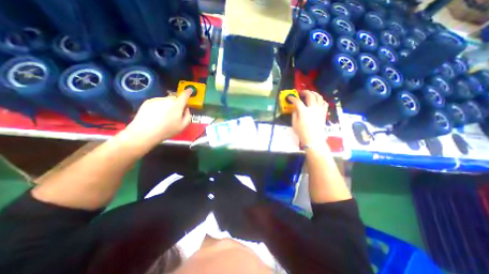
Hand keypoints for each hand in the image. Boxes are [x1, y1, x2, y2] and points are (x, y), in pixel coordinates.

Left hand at [124, 89, 191, 146]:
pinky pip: (158, 102)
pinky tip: (156, 115)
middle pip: (175, 98)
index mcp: (177, 105)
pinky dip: (160, 106)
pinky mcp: (148, 102)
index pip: (184, 95)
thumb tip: (186, 109)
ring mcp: (156, 100)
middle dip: (177, 103)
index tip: (190, 90)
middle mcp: (167, 99)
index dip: (188, 92)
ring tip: (164, 116)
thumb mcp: (183, 126)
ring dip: (168, 105)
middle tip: (175, 112)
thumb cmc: (167, 130)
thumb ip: (188, 116)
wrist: (144, 132)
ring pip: (166, 100)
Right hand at [288, 90, 327, 145]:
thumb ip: (294, 114)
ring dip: (314, 93)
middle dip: (305, 92)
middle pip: (310, 95)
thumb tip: (295, 108)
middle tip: (301, 92)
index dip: (293, 98)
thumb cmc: (302, 132)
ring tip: (310, 94)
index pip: (297, 101)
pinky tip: (318, 100)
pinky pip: (324, 103)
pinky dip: (321, 99)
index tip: (290, 98)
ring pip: (319, 97)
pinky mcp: (323, 112)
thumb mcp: (294, 123)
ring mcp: (319, 110)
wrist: (314, 138)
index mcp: (304, 111)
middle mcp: (312, 108)